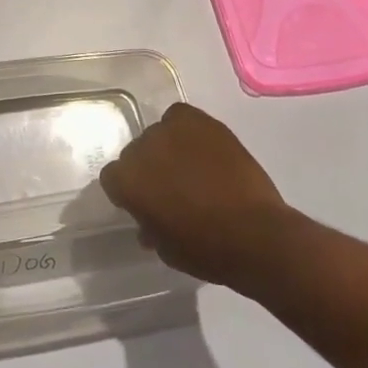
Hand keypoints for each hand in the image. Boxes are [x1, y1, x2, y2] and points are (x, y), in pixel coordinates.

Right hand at [98, 102, 295, 290]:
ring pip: (159, 134)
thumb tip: (149, 220)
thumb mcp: (166, 248)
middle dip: (148, 169)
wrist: (255, 233)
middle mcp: (141, 148)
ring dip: (168, 149)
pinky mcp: (200, 121)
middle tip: (171, 188)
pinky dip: (187, 130)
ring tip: (191, 167)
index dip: (128, 192)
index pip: (113, 178)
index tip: (145, 204)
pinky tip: (201, 148)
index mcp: (126, 181)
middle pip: (136, 153)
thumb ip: (150, 227)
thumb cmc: (205, 250)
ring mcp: (171, 130)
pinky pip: (180, 117)